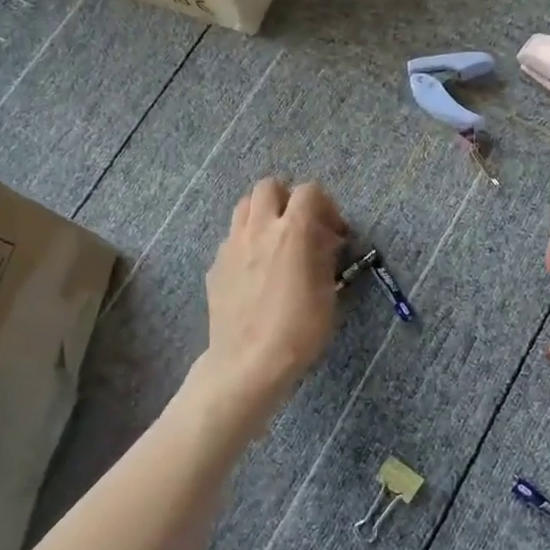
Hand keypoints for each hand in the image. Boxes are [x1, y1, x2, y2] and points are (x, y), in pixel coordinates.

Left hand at [203, 177, 347, 405]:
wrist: (248, 362)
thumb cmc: (299, 329)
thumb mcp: (327, 291)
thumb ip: (324, 254)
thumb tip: (324, 238)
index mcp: (292, 231)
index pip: (309, 191)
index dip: (326, 205)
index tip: (334, 232)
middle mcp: (258, 228)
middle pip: (269, 186)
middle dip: (288, 199)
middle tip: (301, 227)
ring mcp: (232, 245)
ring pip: (244, 206)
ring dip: (263, 214)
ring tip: (276, 243)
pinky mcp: (215, 265)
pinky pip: (232, 238)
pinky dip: (247, 242)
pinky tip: (256, 272)